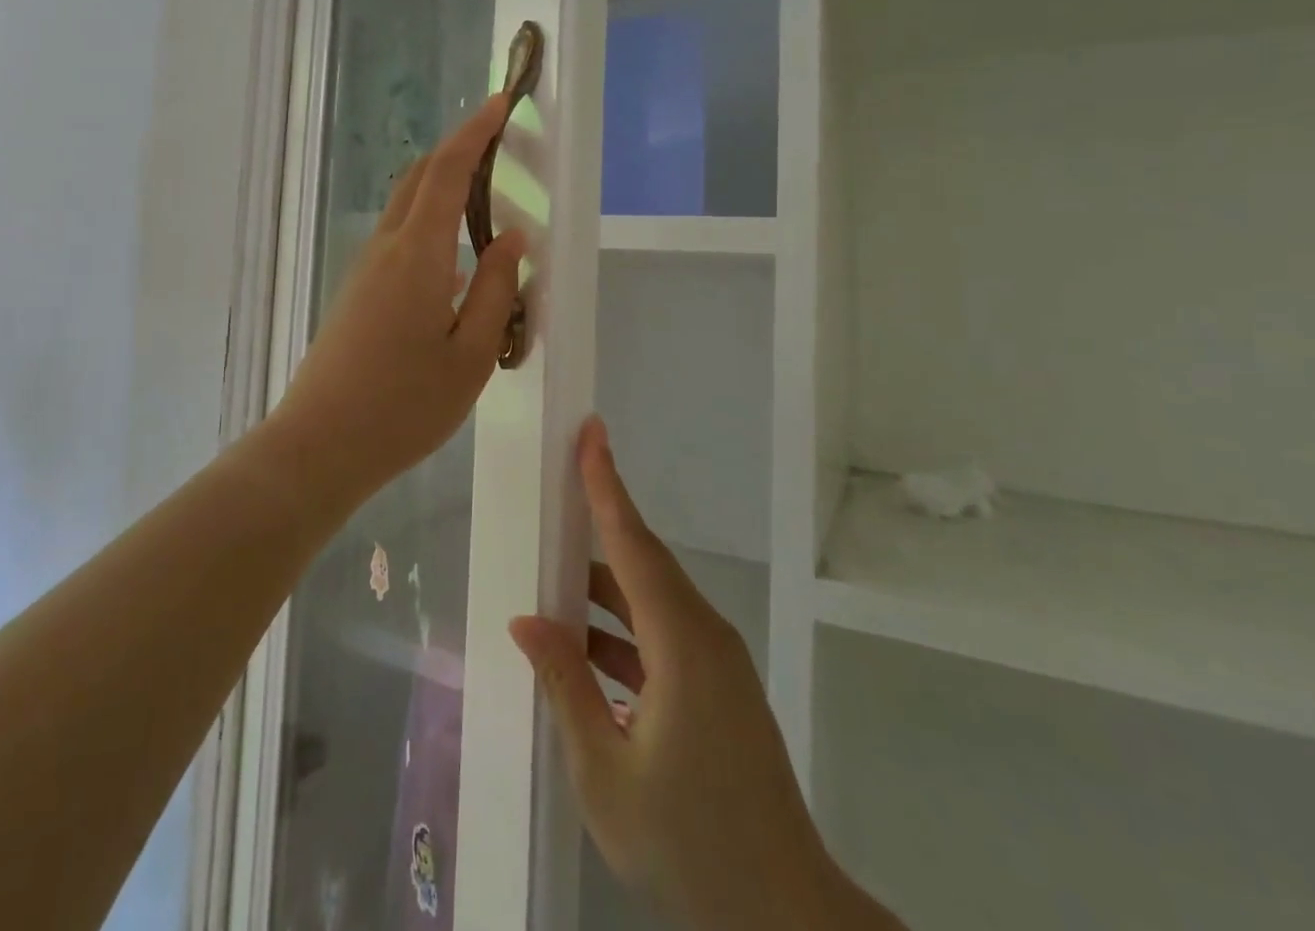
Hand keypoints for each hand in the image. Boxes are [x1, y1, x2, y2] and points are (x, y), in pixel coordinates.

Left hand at [274, 94, 526, 490]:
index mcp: (417, 255)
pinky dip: (431, 228)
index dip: (474, 133)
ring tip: (485, 199)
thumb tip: (513, 238)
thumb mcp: (471, 354)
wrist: (320, 445)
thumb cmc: (404, 405)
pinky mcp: (357, 293)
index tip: (500, 103)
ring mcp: (365, 270)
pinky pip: (400, 242)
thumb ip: (496, 290)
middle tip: (497, 142)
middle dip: (456, 150)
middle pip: (419, 179)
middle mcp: (386, 249)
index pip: (446, 172)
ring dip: (443, 189)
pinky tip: (457, 268)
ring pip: (407, 209)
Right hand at [512, 419, 893, 930]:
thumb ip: (566, 686)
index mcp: (681, 644)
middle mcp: (704, 636)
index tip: (591, 432)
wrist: (786, 918)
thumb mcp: (606, 773)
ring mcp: (716, 663)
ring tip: (552, 573)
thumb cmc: (689, 845)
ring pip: (651, 600)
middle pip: (643, 561)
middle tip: (560, 484)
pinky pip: (662, 634)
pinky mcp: (719, 688)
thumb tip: (528, 621)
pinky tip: (584, 647)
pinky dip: (621, 629)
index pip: (633, 544)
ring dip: (604, 587)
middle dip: (602, 517)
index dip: (607, 484)